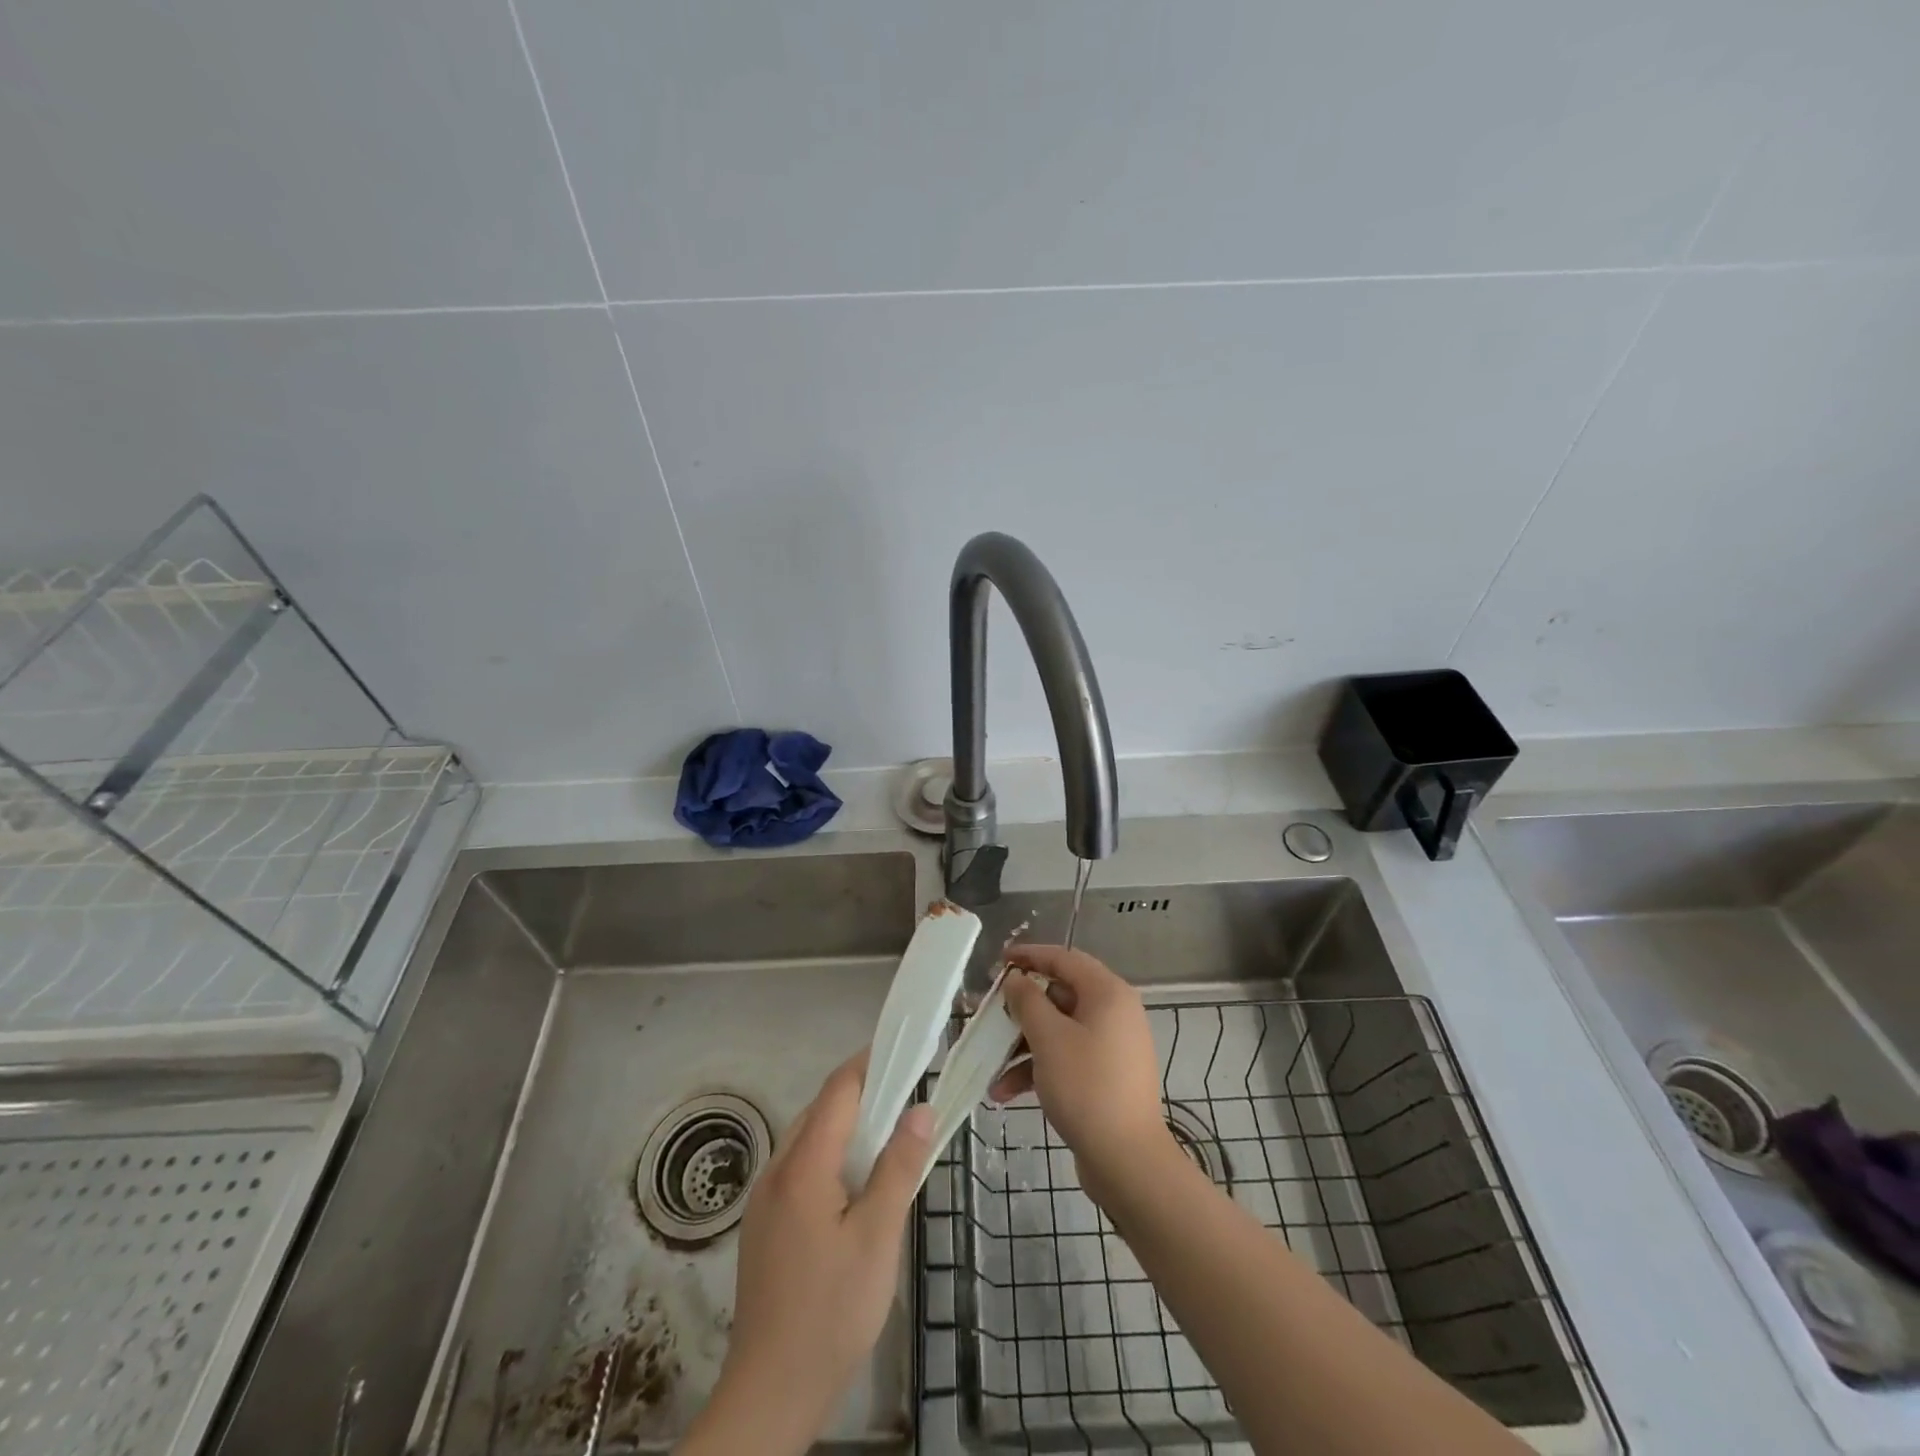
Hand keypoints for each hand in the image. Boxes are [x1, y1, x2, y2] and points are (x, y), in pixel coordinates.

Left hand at [679, 1051, 932, 1455]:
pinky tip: (855, 1185)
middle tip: (908, 1098)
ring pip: (809, 1139)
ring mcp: (765, 1198)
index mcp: (803, 1166)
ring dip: (847, 1127)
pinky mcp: (764, 1223)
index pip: (838, 1090)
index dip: (870, 1063)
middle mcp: (776, 1170)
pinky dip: (831, 1156)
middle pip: (821, 1110)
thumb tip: (921, 1108)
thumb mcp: (878, 1238)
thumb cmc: (831, 1312)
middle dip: (863, 1094)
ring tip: (889, 1138)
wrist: (770, 1392)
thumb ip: (899, 1167)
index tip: (905, 1051)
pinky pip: (800, 1167)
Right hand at [993, 945, 1174, 1200]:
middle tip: (989, 1017)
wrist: (1127, 1161)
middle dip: (1020, 1011)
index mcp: (1108, 993)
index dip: (1029, 956)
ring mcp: (1111, 1046)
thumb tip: (1016, 978)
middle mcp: (1114, 1013)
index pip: (1064, 959)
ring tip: (991, 1068)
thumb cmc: (1086, 1087)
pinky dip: (1038, 1069)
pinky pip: (1067, 1057)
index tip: (998, 962)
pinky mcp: (1105, 1075)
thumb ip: (1027, 1001)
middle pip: (1059, 996)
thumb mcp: (1049, 1038)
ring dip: (1023, 1046)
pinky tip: (1006, 1093)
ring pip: (1059, 1031)